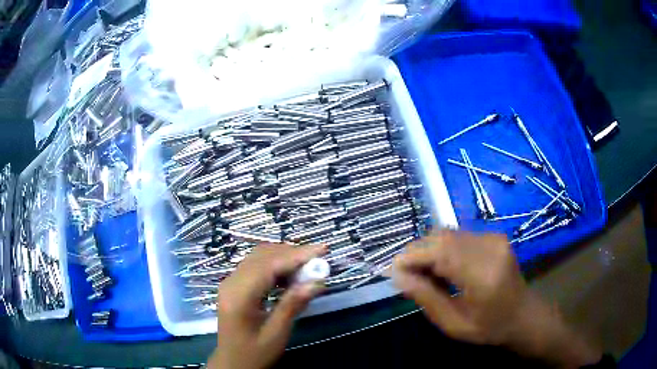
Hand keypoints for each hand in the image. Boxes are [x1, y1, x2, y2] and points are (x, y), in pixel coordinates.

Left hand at [208, 243, 326, 368]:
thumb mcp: (276, 333)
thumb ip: (293, 305)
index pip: (269, 264)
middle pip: (263, 255)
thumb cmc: (254, 353)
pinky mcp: (234, 286)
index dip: (297, 254)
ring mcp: (231, 283)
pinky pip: (256, 267)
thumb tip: (317, 281)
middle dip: (292, 253)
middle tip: (318, 260)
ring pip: (259, 258)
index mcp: (239, 296)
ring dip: (284, 258)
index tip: (323, 249)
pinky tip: (290, 277)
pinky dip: (275, 266)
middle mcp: (231, 282)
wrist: (232, 363)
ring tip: (308, 268)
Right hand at [392, 231, 601, 367]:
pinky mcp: (494, 236)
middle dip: (417, 252)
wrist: (523, 315)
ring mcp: (494, 238)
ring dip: (429, 249)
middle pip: (443, 237)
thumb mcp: (453, 324)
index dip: (412, 256)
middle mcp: (490, 248)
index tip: (393, 270)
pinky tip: (443, 267)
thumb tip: (398, 276)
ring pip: (449, 233)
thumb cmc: (489, 327)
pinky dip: (443, 248)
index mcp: (483, 275)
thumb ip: (426, 298)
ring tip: (424, 273)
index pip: (440, 252)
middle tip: (406, 273)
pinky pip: (459, 236)